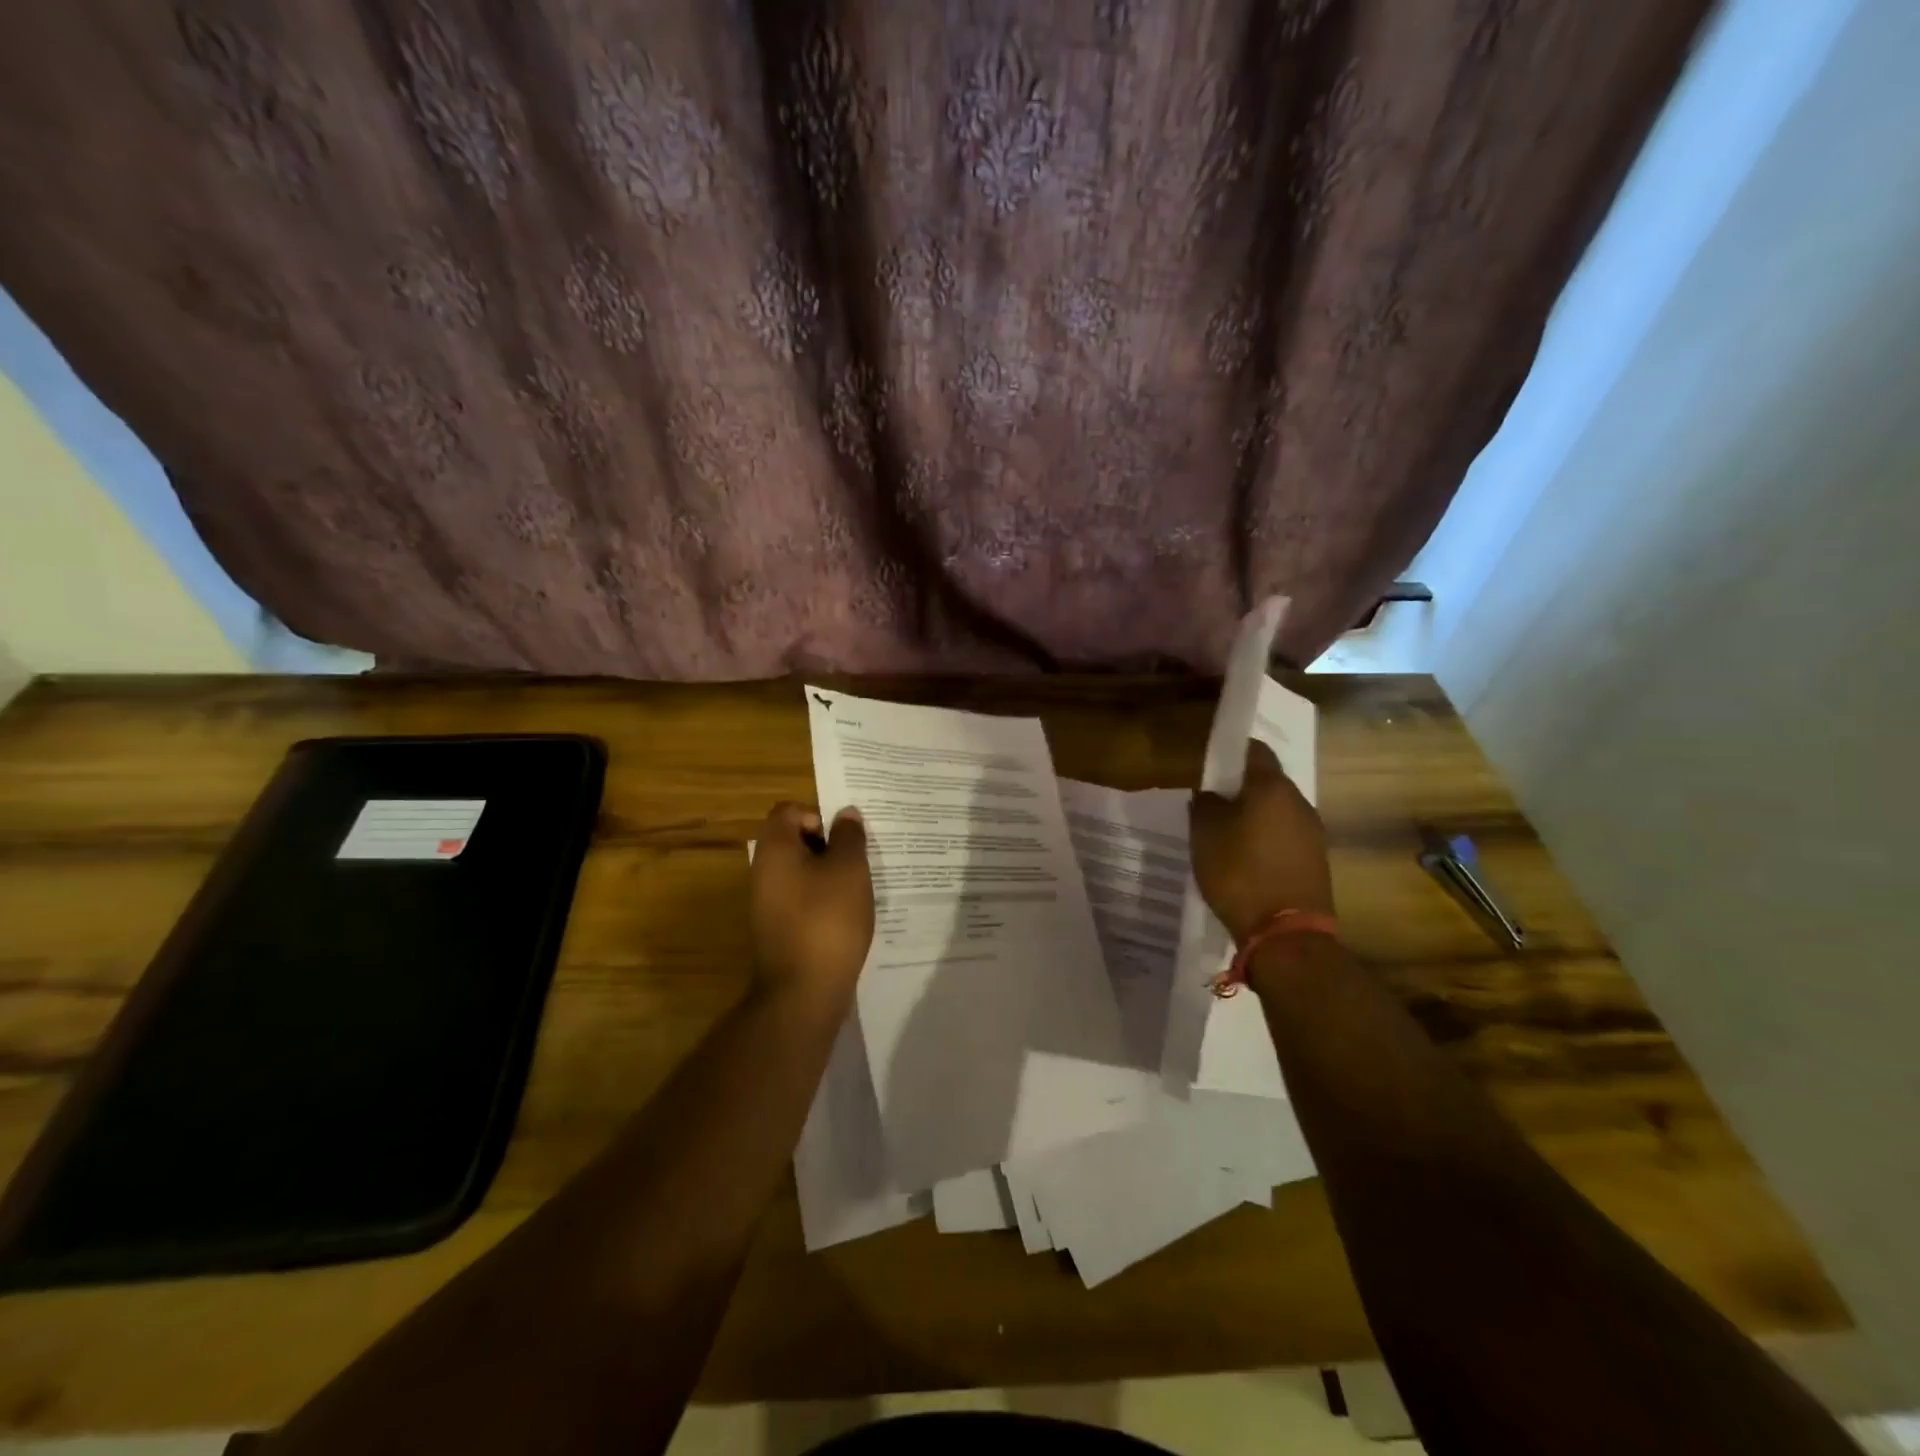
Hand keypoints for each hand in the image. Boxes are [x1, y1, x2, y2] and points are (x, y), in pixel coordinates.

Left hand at [748, 802, 873, 997]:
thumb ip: (849, 836)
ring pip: (802, 872)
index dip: (817, 815)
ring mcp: (769, 903)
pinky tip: (848, 915)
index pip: (788, 811)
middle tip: (859, 859)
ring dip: (830, 874)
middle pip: (794, 841)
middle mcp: (764, 872)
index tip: (843, 837)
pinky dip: (824, 900)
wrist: (805, 990)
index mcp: (775, 850)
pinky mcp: (780, 929)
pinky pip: (803, 899)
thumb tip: (846, 813)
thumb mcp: (849, 869)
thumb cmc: (828, 918)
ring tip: (860, 888)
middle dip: (829, 845)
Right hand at [1189, 739, 1333, 942]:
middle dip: (1242, 787)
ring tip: (1226, 833)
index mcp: (1272, 787)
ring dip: (1255, 815)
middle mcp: (1300, 802)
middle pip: (1268, 782)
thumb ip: (1204, 805)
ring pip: (1278, 811)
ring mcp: (1313, 833)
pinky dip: (1266, 839)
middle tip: (1212, 800)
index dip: (1232, 752)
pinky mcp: (1316, 861)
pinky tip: (1246, 858)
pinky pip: (1286, 837)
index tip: (1211, 762)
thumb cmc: (1239, 873)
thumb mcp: (1205, 836)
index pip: (1255, 750)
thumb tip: (1209, 793)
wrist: (1287, 935)